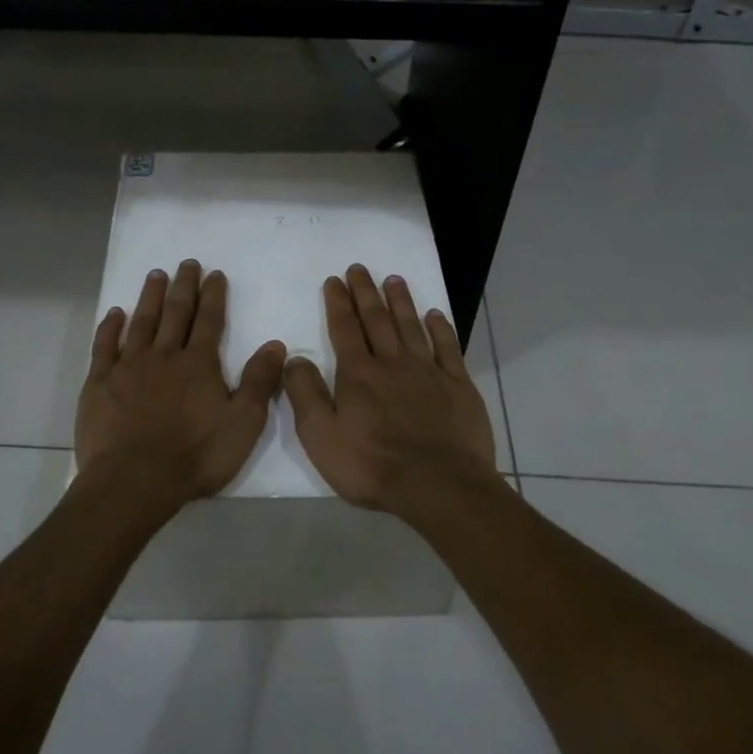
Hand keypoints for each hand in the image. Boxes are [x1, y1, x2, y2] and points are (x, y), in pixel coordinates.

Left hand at [76, 260, 285, 518]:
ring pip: (141, 323)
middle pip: (175, 313)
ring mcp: (128, 367)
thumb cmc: (195, 455)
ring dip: (150, 298)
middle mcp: (163, 356)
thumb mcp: (243, 423)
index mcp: (199, 364)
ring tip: (155, 276)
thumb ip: (259, 382)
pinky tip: (114, 314)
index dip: (213, 296)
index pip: (209, 321)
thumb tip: (275, 344)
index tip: (214, 274)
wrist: (134, 480)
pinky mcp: (100, 383)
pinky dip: (110, 327)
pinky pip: (104, 346)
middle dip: (183, 287)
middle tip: (186, 263)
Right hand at [283, 264, 499, 517]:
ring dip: (401, 302)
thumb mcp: (321, 436)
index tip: (335, 280)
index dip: (338, 303)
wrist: (438, 485)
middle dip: (366, 293)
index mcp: (358, 375)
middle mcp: (393, 364)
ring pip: (411, 327)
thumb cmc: (372, 465)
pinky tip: (435, 315)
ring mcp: (429, 373)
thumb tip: (294, 358)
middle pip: (377, 320)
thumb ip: (305, 394)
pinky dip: (441, 329)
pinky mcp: (458, 387)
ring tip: (394, 279)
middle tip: (360, 268)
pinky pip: (448, 348)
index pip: (345, 329)